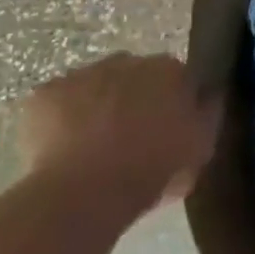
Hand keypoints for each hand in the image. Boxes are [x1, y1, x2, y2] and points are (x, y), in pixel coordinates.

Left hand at [21, 53, 219, 206]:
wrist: (85, 193)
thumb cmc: (151, 170)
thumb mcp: (200, 147)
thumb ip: (208, 114)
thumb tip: (209, 96)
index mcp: (168, 69)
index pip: (176, 77)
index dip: (170, 103)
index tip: (166, 130)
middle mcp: (127, 60)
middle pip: (133, 77)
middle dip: (132, 100)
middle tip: (130, 140)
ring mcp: (82, 74)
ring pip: (93, 87)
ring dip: (96, 107)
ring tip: (92, 149)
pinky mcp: (44, 94)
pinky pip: (57, 104)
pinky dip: (60, 121)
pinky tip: (63, 151)